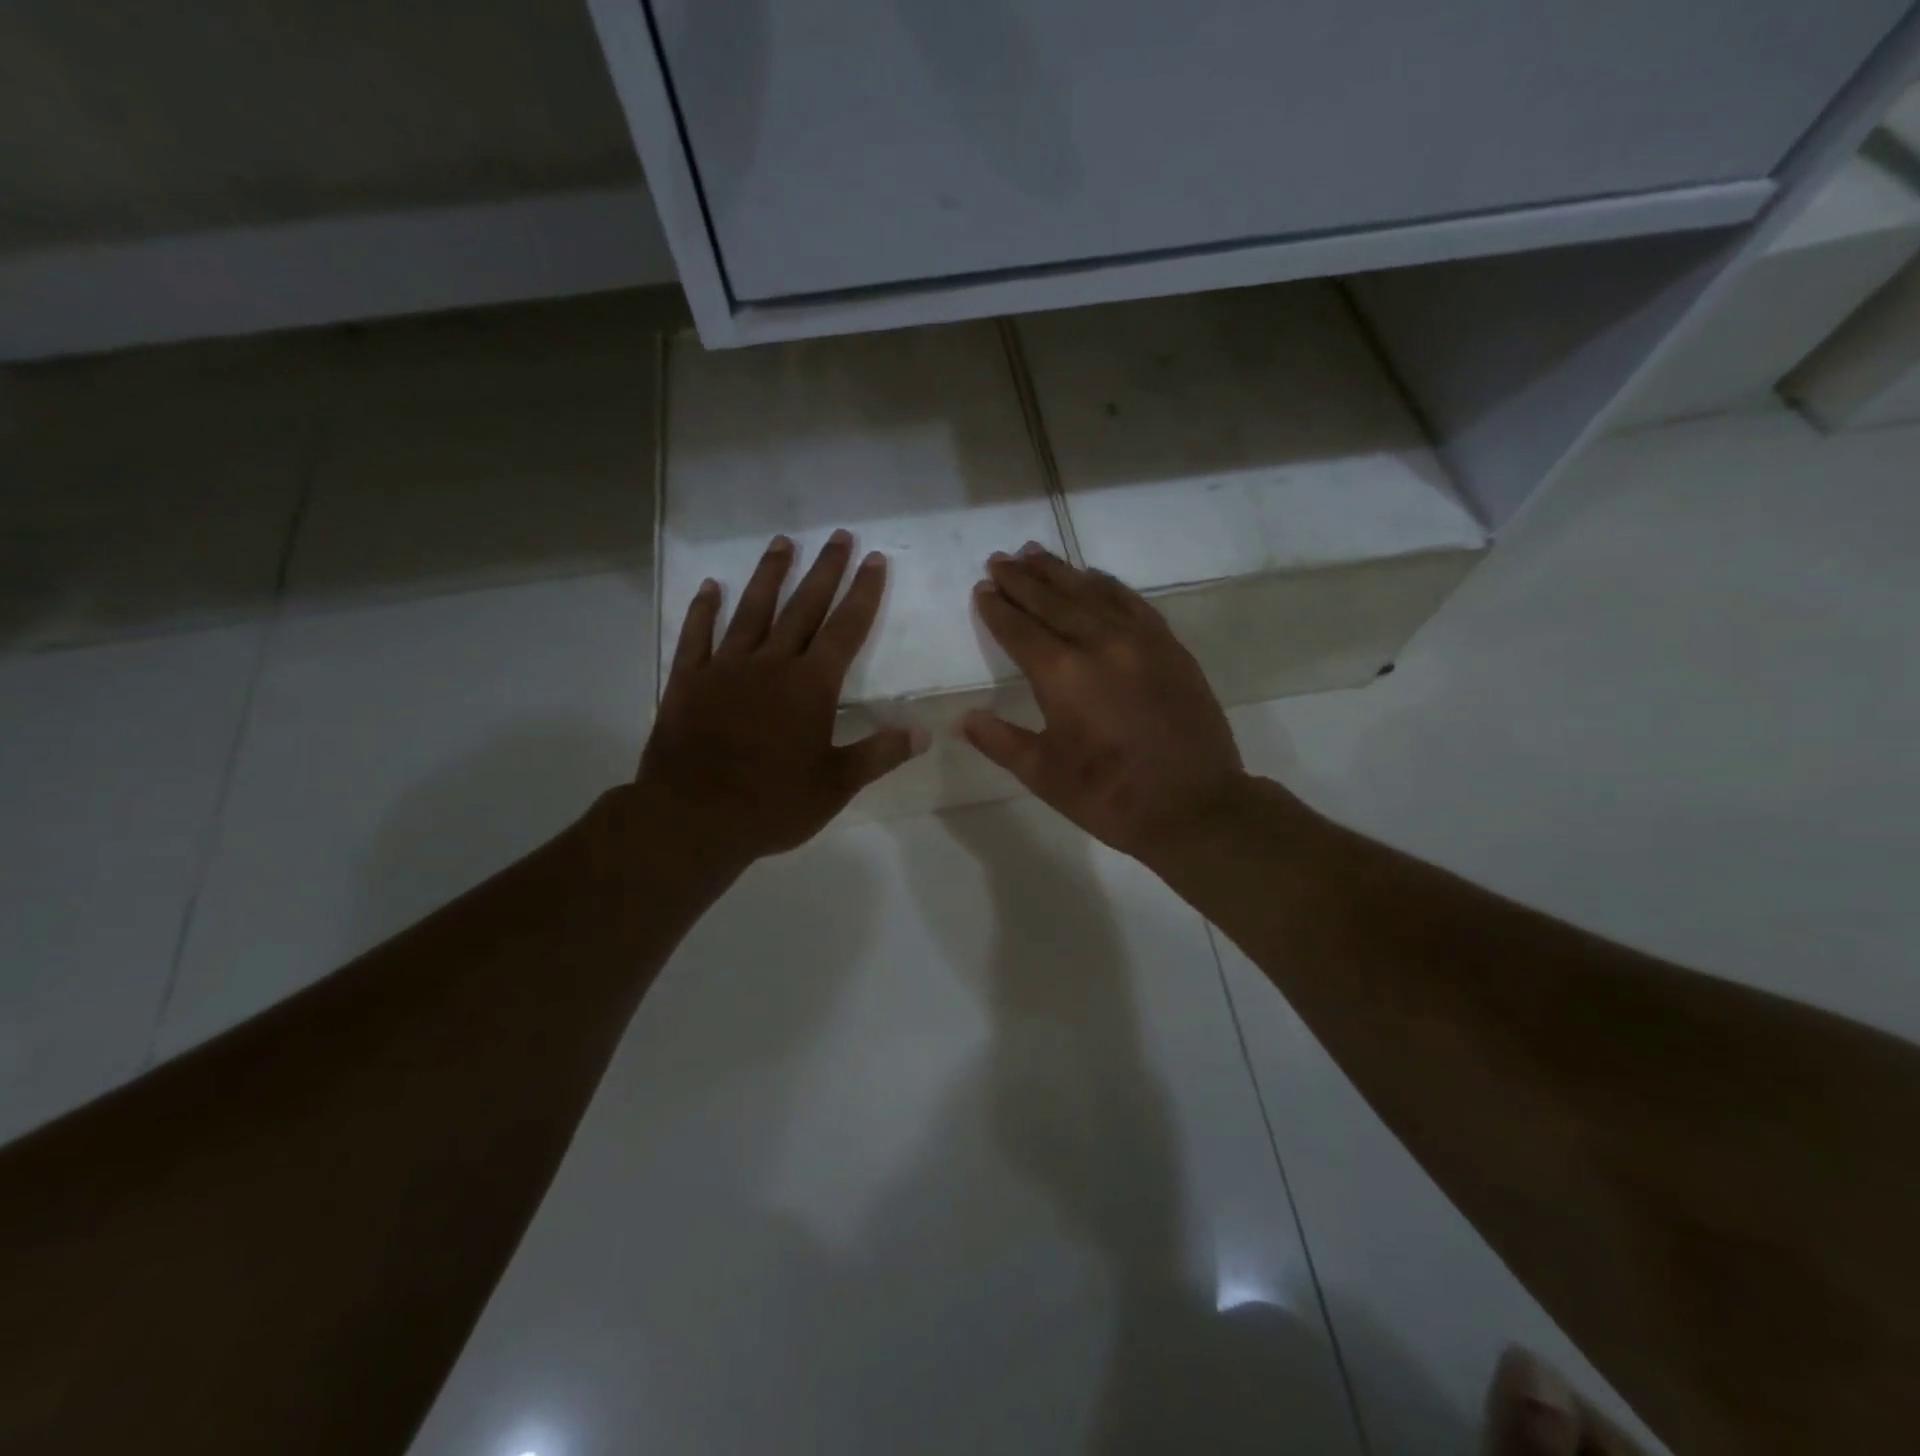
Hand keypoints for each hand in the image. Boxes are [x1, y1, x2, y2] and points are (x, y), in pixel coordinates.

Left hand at [634, 531, 926, 869]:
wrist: (693, 818)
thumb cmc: (772, 804)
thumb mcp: (836, 786)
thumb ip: (879, 754)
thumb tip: (924, 732)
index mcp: (811, 687)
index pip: (846, 629)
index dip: (863, 593)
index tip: (874, 560)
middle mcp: (771, 665)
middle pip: (803, 607)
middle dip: (825, 570)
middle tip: (839, 536)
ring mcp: (726, 669)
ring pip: (752, 611)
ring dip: (769, 575)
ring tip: (783, 543)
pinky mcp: (688, 681)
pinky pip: (696, 636)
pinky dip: (703, 610)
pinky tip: (710, 587)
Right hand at [961, 544, 1245, 862]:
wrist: (1195, 806)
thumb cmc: (1110, 796)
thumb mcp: (1045, 776)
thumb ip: (1001, 741)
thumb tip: (963, 718)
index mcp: (1063, 675)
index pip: (1020, 630)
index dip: (997, 609)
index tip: (982, 588)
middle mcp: (1099, 644)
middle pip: (1053, 601)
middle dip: (1022, 580)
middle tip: (999, 559)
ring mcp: (1140, 641)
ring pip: (1092, 593)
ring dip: (1060, 572)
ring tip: (1035, 552)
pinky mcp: (1169, 647)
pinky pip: (1132, 602)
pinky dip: (1107, 585)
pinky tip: (1093, 576)